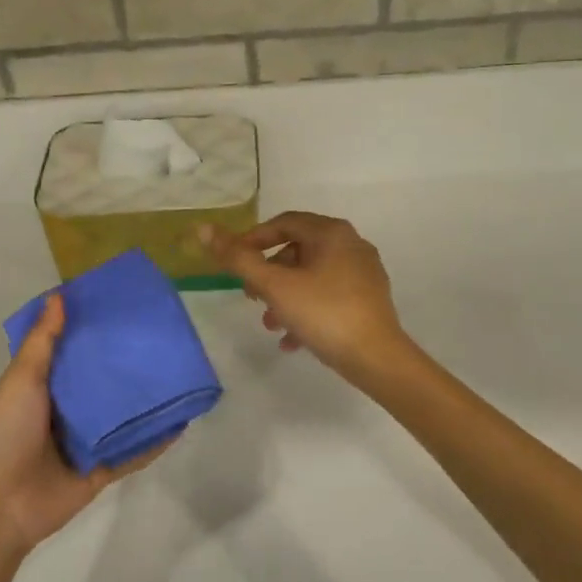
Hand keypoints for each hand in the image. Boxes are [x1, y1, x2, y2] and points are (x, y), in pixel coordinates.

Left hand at [0, 295, 168, 556]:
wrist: (0, 505)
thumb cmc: (6, 433)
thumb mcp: (22, 380)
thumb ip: (43, 342)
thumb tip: (59, 295)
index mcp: (43, 386)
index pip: (73, 352)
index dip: (93, 331)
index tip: (122, 308)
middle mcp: (65, 410)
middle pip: (101, 383)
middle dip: (124, 364)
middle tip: (158, 338)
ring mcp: (85, 441)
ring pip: (121, 416)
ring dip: (144, 401)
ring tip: (178, 374)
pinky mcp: (100, 470)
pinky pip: (132, 453)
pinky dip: (154, 441)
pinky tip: (180, 422)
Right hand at [200, 213, 408, 380]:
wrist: (377, 358)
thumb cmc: (323, 313)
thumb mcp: (274, 286)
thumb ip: (238, 258)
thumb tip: (204, 229)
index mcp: (331, 233)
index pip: (283, 223)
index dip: (253, 240)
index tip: (234, 264)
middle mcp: (351, 245)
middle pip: (297, 250)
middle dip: (269, 274)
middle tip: (251, 298)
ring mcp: (363, 273)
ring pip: (311, 277)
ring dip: (285, 297)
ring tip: (270, 324)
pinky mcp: (368, 299)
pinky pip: (328, 296)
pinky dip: (306, 310)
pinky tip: (292, 340)